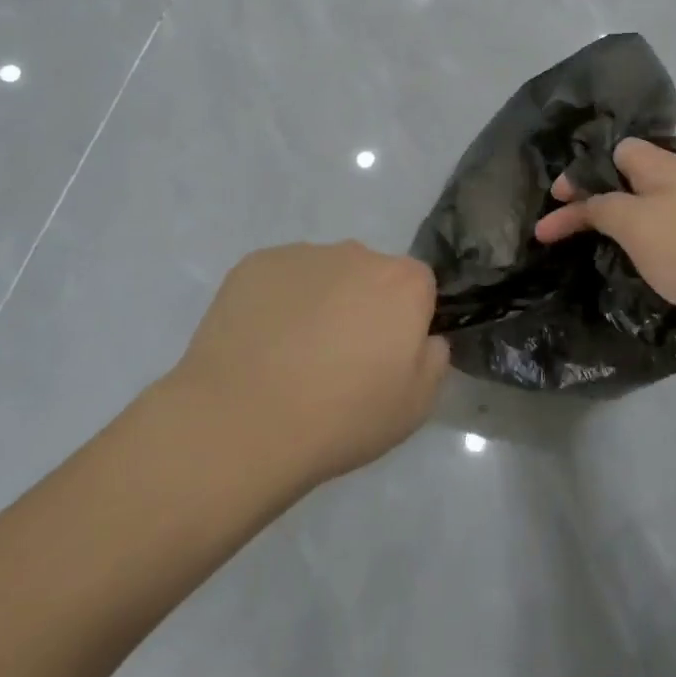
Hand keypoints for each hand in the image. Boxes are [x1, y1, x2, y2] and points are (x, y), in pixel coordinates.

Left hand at [169, 242, 448, 487]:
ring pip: (323, 275)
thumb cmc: (341, 417)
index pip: (419, 287)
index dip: (406, 321)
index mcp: (403, 283)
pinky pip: (279, 280)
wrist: (241, 422)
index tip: (386, 357)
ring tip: (290, 358)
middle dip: (362, 306)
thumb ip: (434, 358)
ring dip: (319, 303)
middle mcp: (357, 254)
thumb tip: (425, 337)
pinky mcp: (254, 265)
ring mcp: (302, 255)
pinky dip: (276, 304)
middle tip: (338, 360)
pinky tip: (259, 346)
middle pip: (370, 275)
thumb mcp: (415, 406)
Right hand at [535, 139, 675, 350]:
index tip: (555, 199)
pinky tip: (631, 267)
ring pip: (645, 212)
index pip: (613, 152)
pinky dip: (641, 248)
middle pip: (627, 182)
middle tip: (562, 227)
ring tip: (588, 248)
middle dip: (593, 200)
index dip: (581, 172)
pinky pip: (664, 239)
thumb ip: (602, 207)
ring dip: (616, 227)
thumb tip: (588, 203)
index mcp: (660, 167)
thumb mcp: (633, 222)